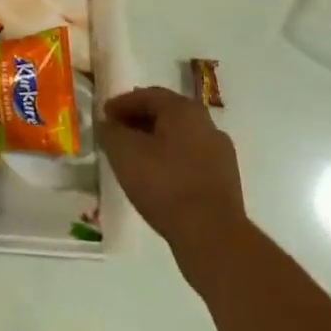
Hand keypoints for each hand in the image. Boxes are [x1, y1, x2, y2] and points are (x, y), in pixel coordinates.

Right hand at [99, 87, 245, 255]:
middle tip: (118, 133)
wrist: (212, 235)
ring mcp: (221, 153)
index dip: (122, 103)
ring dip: (156, 142)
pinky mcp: (226, 180)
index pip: (148, 95)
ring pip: (180, 138)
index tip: (104, 115)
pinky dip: (171, 161)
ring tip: (135, 158)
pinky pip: (191, 160)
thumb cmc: (164, 184)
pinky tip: (157, 179)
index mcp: (184, 109)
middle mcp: (207, 124)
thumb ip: (111, 131)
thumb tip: (109, 124)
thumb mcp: (123, 152)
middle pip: (167, 114)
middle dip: (139, 121)